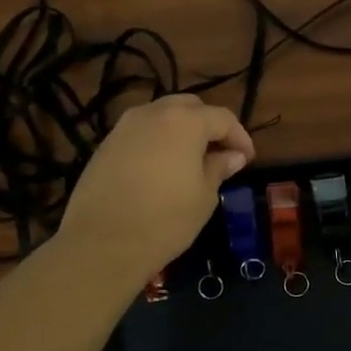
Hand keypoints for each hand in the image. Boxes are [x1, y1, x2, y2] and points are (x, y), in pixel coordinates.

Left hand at [57, 95, 254, 293]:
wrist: (102, 243)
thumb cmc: (165, 219)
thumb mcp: (204, 196)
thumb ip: (219, 167)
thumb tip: (232, 155)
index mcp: (184, 121)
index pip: (222, 118)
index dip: (240, 137)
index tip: (248, 159)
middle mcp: (153, 113)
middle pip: (190, 107)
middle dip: (209, 126)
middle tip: (221, 154)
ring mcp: (124, 127)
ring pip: (162, 117)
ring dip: (181, 131)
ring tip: (192, 161)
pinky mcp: (105, 145)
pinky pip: (141, 133)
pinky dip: (158, 142)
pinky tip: (162, 169)